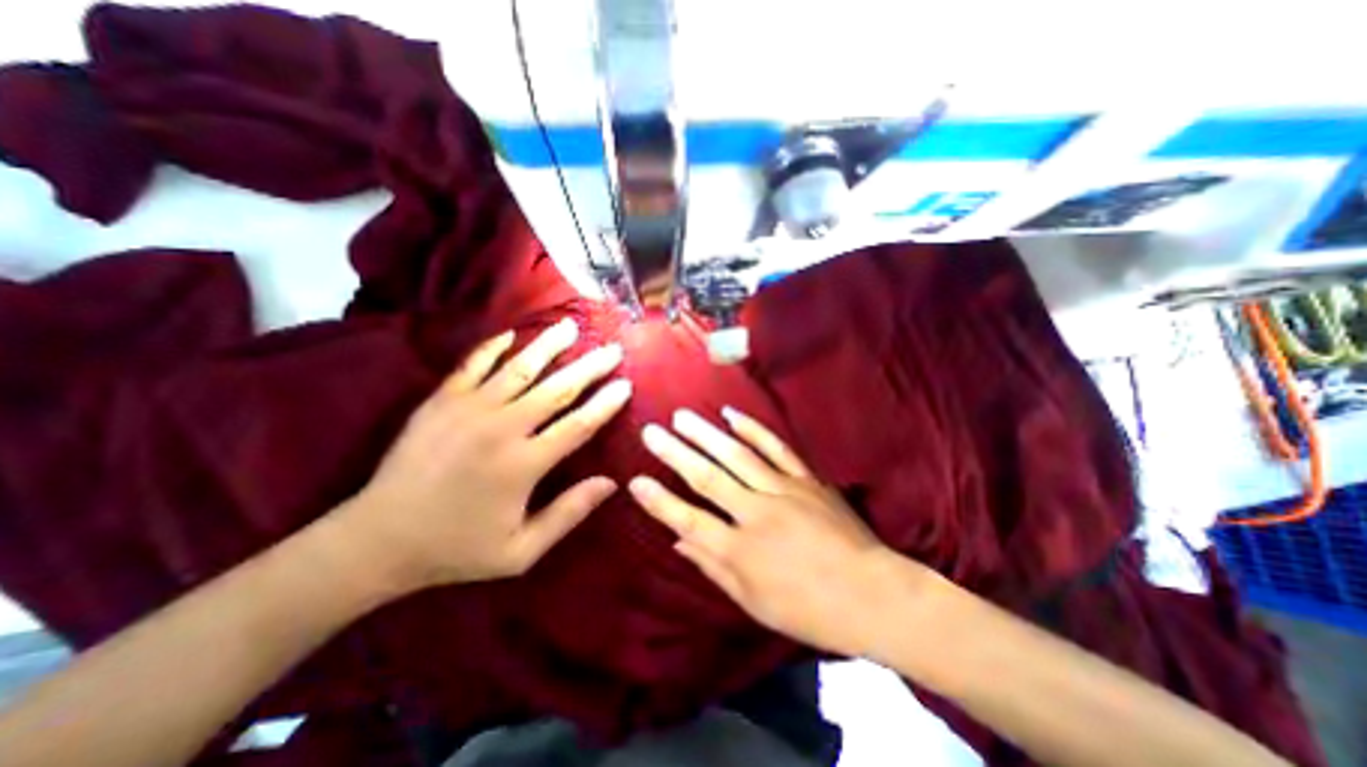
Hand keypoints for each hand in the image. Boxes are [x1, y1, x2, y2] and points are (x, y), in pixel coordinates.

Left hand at [332, 317, 630, 591]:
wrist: (376, 541)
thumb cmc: (456, 549)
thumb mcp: (520, 552)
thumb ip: (568, 514)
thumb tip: (611, 483)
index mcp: (523, 465)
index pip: (578, 425)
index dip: (606, 404)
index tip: (626, 384)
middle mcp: (501, 429)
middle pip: (557, 389)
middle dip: (590, 367)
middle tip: (612, 349)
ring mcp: (467, 410)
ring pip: (519, 368)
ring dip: (549, 346)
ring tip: (570, 327)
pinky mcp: (440, 401)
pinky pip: (472, 365)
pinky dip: (494, 347)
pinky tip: (512, 334)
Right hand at [630, 409, 917, 659]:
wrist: (873, 594)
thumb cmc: (809, 609)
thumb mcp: (754, 603)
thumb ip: (713, 568)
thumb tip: (679, 541)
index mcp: (742, 551)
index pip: (689, 520)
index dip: (659, 501)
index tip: (636, 480)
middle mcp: (757, 514)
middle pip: (708, 478)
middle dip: (674, 453)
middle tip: (651, 431)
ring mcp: (784, 490)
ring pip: (737, 455)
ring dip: (706, 433)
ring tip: (682, 416)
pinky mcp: (806, 479)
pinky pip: (776, 448)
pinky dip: (753, 429)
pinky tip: (732, 415)